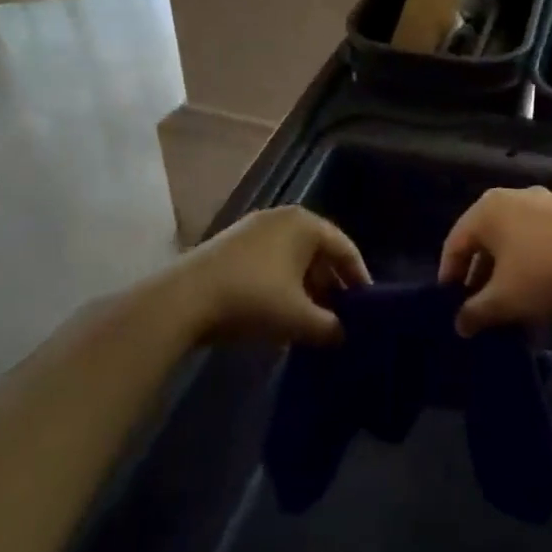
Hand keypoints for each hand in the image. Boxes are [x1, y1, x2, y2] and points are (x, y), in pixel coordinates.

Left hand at [167, 205, 369, 345]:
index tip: (368, 306)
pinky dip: (282, 286)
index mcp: (305, 224)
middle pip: (318, 251)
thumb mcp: (299, 318)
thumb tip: (344, 334)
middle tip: (341, 316)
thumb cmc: (253, 298)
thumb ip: (330, 326)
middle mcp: (281, 218)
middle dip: (330, 285)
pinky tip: (280, 315)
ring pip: (292, 258)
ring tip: (313, 321)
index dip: (359, 278)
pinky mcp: (231, 245)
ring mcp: (253, 229)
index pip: (344, 248)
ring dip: (305, 288)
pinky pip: (270, 263)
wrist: (184, 299)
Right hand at [439, 187, 551, 334]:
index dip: (449, 276)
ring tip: (511, 309)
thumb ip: (475, 312)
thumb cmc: (545, 274)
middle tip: (479, 308)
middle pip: (485, 241)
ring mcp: (544, 204)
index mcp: (487, 209)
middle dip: (481, 278)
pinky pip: (538, 242)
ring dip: (507, 276)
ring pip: (513, 243)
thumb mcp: (504, 300)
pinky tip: (540, 298)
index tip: (450, 305)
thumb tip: (459, 324)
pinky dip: (531, 267)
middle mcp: (512, 198)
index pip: (455, 243)